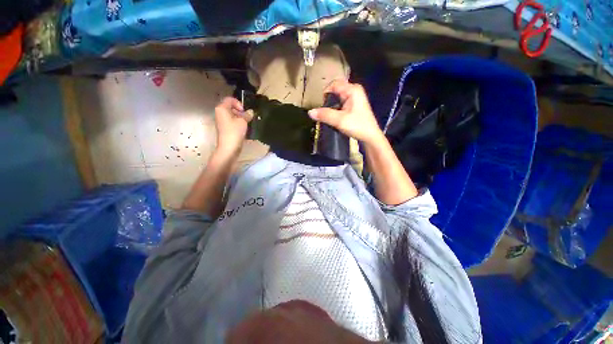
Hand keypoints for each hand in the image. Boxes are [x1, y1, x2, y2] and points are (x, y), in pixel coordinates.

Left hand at [214, 97, 249, 155]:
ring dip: (240, 118)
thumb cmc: (234, 132)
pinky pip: (232, 122)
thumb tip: (251, 112)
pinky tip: (243, 129)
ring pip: (232, 115)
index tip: (244, 112)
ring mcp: (222, 121)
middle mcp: (220, 113)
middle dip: (240, 111)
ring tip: (246, 124)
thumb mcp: (243, 122)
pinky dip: (238, 123)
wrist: (229, 147)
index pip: (230, 99)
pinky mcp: (225, 128)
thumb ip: (247, 115)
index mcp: (222, 108)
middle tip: (247, 118)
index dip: (239, 103)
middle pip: (231, 107)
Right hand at [308, 80, 384, 146]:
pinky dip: (335, 109)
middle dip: (328, 100)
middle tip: (324, 112)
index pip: (333, 84)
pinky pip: (341, 103)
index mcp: (352, 90)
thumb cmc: (357, 126)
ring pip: (337, 98)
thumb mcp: (339, 120)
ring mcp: (354, 98)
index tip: (321, 106)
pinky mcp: (354, 105)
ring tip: (328, 116)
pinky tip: (334, 117)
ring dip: (331, 106)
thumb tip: (310, 112)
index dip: (325, 93)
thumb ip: (324, 115)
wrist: (369, 137)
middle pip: (335, 90)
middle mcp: (354, 90)